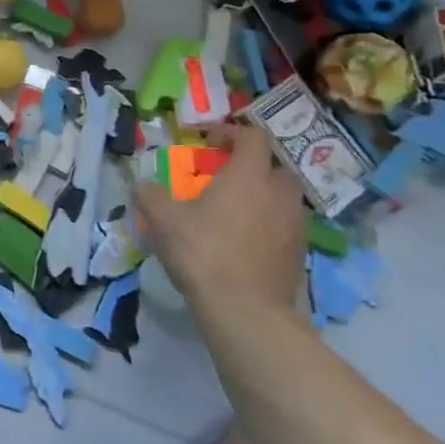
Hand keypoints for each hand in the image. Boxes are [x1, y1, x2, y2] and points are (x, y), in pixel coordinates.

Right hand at [137, 122, 307, 312]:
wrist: (246, 311)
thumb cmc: (203, 252)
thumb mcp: (163, 219)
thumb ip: (151, 194)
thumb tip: (144, 184)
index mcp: (249, 175)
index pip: (253, 136)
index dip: (232, 133)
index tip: (210, 144)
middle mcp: (279, 193)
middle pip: (276, 164)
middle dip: (253, 165)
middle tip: (226, 177)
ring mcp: (296, 224)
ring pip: (284, 196)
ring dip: (264, 195)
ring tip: (237, 210)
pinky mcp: (300, 253)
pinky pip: (287, 225)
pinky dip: (270, 223)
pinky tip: (247, 240)